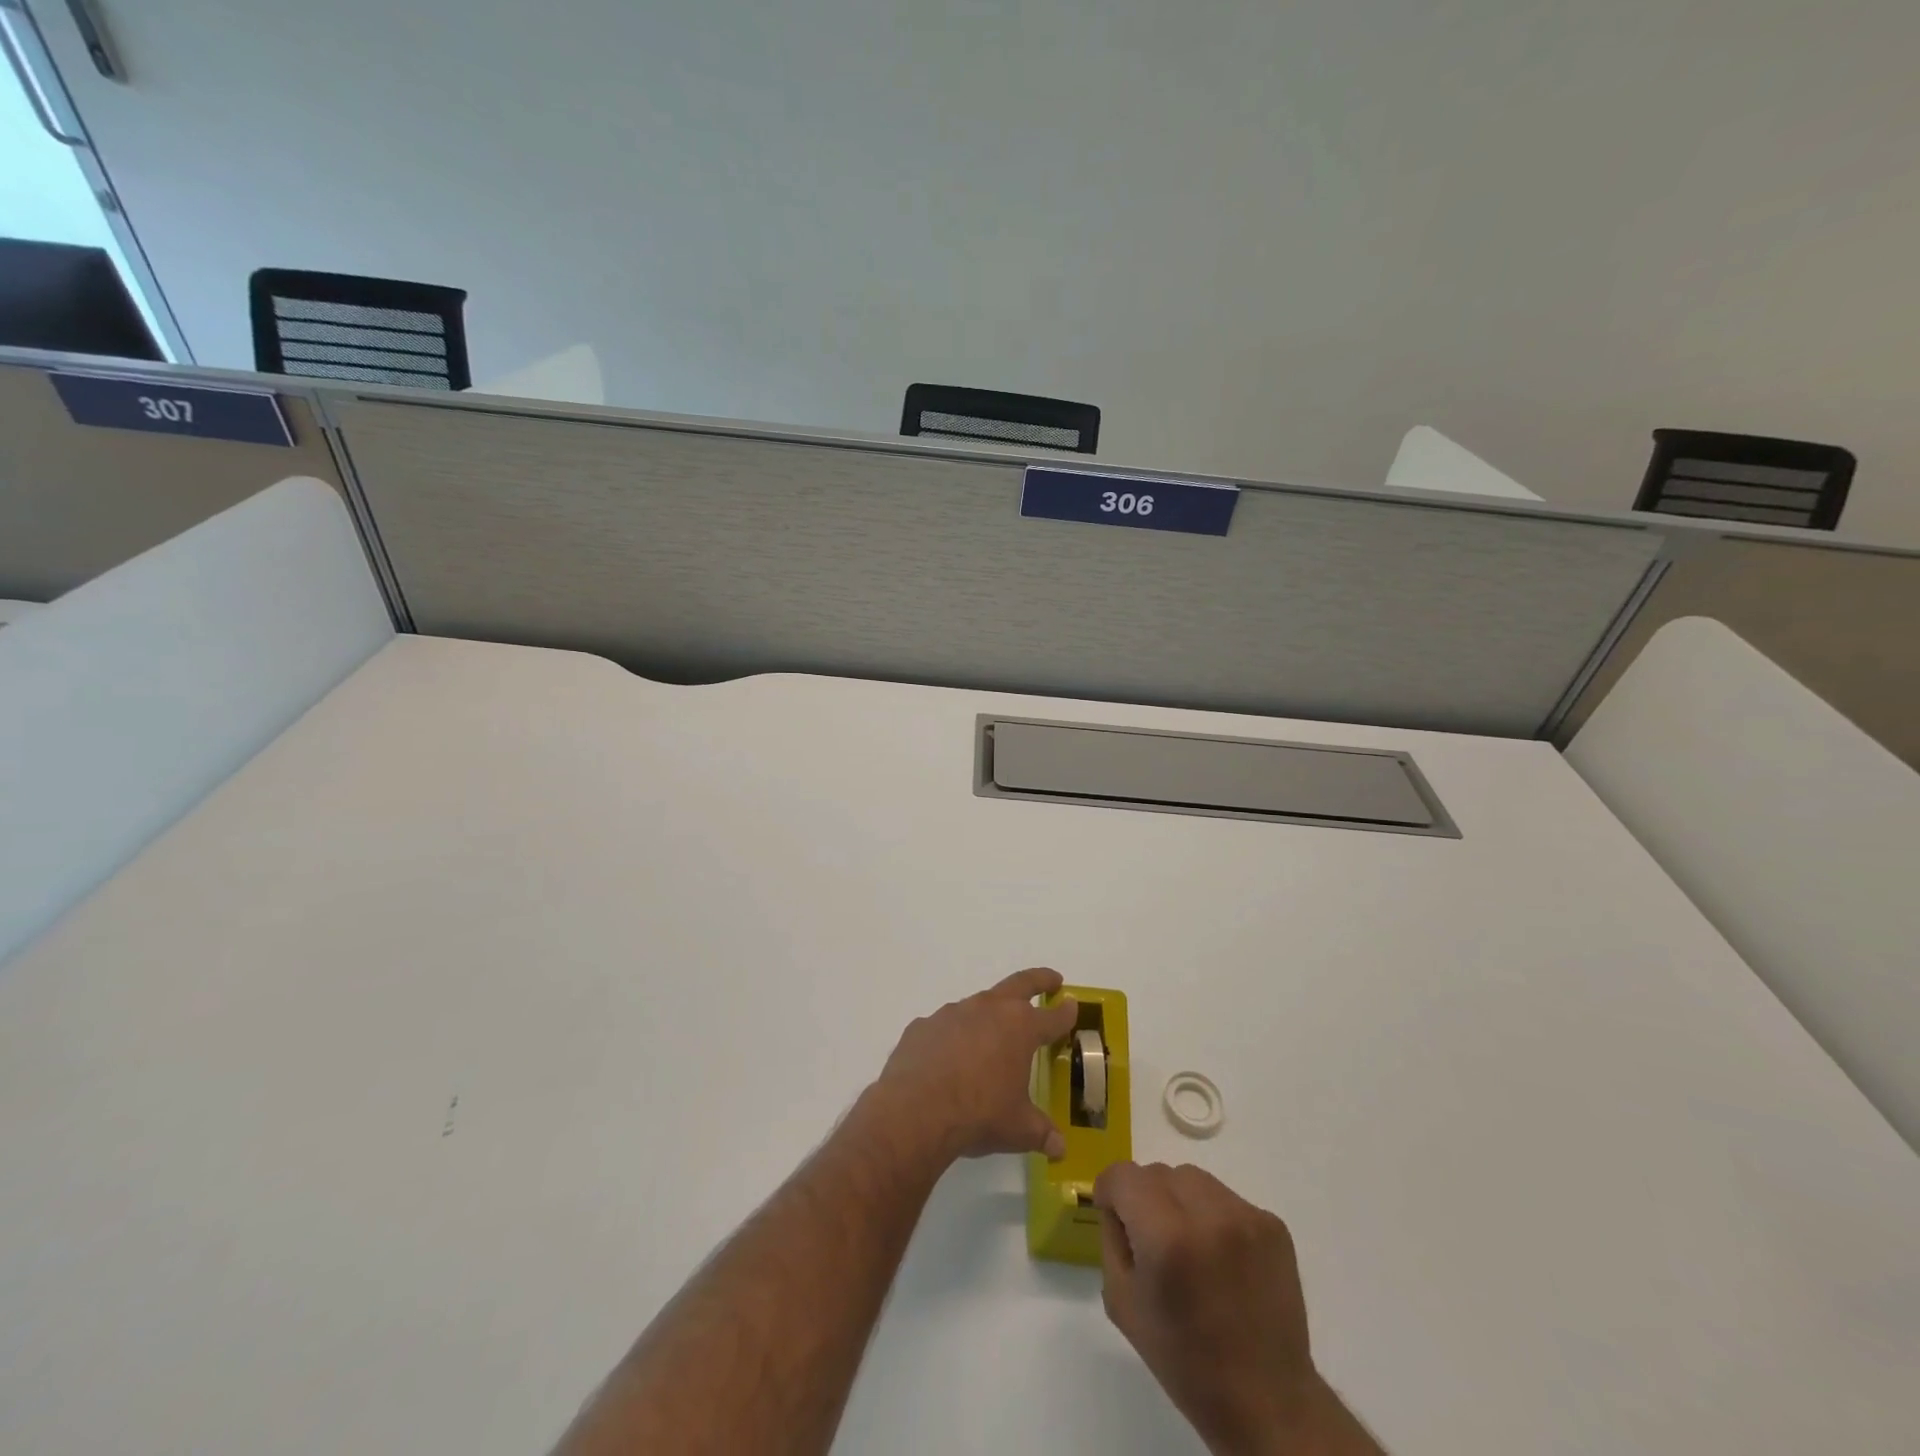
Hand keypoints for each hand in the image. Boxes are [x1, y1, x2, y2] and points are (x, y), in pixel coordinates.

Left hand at [872, 968, 1077, 1163]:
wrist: (916, 1110)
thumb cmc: (978, 1114)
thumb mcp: (1018, 1129)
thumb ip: (1041, 1133)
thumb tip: (1059, 1147)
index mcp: (1020, 1028)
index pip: (1052, 1016)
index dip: (1066, 1013)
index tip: (1073, 1006)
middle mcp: (988, 1010)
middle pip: (1020, 984)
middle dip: (1039, 980)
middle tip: (1051, 980)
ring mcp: (952, 1013)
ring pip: (978, 1005)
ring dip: (989, 1015)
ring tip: (991, 1036)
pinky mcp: (923, 1025)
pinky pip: (944, 1028)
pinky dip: (952, 1038)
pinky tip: (947, 1060)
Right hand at [1095, 1163, 1323, 1455]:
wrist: (1267, 1402)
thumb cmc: (1185, 1361)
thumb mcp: (1122, 1303)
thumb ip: (1112, 1239)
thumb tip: (1118, 1206)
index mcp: (1166, 1237)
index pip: (1123, 1175)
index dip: (1110, 1192)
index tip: (1115, 1216)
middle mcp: (1208, 1214)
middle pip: (1157, 1172)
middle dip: (1145, 1198)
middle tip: (1153, 1240)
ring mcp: (1246, 1216)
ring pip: (1192, 1178)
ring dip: (1180, 1201)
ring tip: (1189, 1245)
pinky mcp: (1273, 1225)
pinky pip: (1226, 1198)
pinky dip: (1213, 1216)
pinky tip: (1221, 1258)